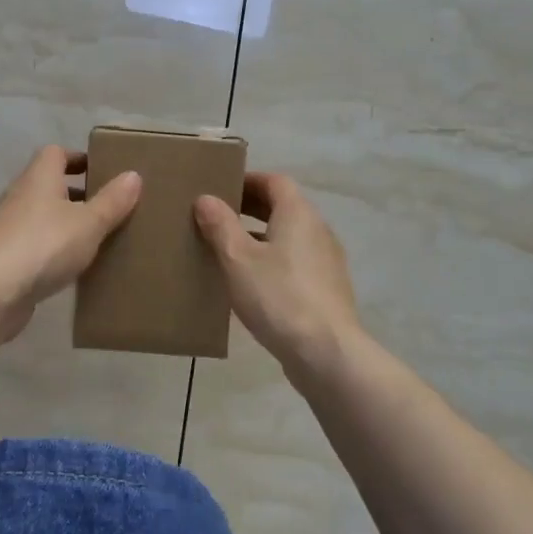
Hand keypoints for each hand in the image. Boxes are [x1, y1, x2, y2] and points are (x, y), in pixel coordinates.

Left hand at [0, 145, 141, 342]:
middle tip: (107, 207)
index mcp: (39, 177)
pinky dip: (52, 248)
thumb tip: (133, 175)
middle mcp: (20, 195)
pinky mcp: (4, 256)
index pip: (56, 153)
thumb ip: (112, 201)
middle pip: (49, 184)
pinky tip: (71, 266)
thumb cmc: (45, 245)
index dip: (78, 158)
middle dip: (77, 193)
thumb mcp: (89, 223)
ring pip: (41, 215)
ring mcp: (8, 227)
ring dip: (65, 222)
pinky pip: (34, 243)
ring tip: (95, 238)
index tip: (102, 171)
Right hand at [194, 172, 362, 374]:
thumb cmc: (278, 296)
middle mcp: (317, 230)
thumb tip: (206, 198)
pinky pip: (296, 262)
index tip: (221, 188)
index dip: (248, 181)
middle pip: (283, 207)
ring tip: (228, 251)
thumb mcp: (238, 259)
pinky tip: (252, 284)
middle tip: (217, 217)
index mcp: (298, 214)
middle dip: (251, 208)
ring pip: (289, 237)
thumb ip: (220, 225)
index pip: (274, 182)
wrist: (326, 353)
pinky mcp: (327, 289)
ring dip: (261, 237)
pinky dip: (273, 261)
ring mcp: (326, 261)